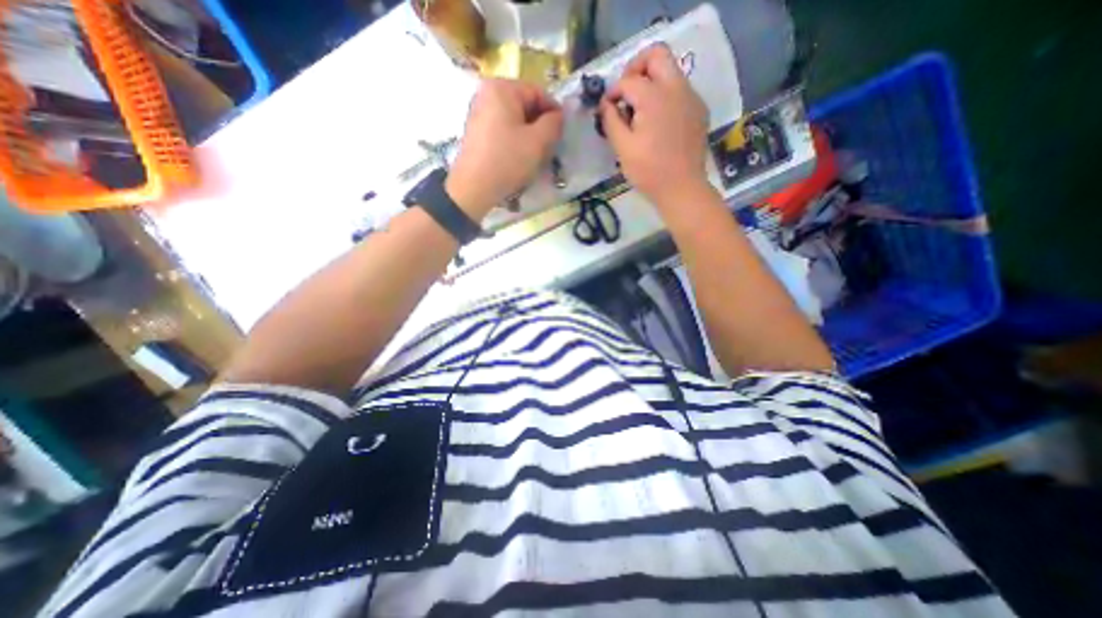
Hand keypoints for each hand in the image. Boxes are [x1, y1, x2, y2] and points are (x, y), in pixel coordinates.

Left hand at [446, 77, 562, 218]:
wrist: (474, 188)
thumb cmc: (507, 160)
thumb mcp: (538, 142)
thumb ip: (554, 124)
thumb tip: (558, 117)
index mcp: (502, 88)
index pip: (538, 92)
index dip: (554, 112)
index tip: (563, 132)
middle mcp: (486, 93)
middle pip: (524, 105)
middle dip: (540, 125)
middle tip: (550, 146)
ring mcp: (478, 113)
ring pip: (514, 119)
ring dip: (529, 135)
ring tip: (536, 155)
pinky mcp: (475, 132)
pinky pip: (502, 130)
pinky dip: (515, 140)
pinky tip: (519, 158)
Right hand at [599, 44, 710, 207]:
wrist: (682, 188)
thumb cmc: (648, 171)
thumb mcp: (622, 148)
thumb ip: (611, 121)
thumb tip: (606, 104)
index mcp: (654, 97)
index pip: (628, 80)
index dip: (613, 92)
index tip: (607, 109)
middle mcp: (676, 87)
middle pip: (656, 54)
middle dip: (636, 67)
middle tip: (626, 92)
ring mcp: (691, 97)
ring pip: (671, 70)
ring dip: (651, 81)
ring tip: (640, 110)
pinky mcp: (699, 110)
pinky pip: (680, 90)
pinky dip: (665, 96)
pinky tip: (658, 122)